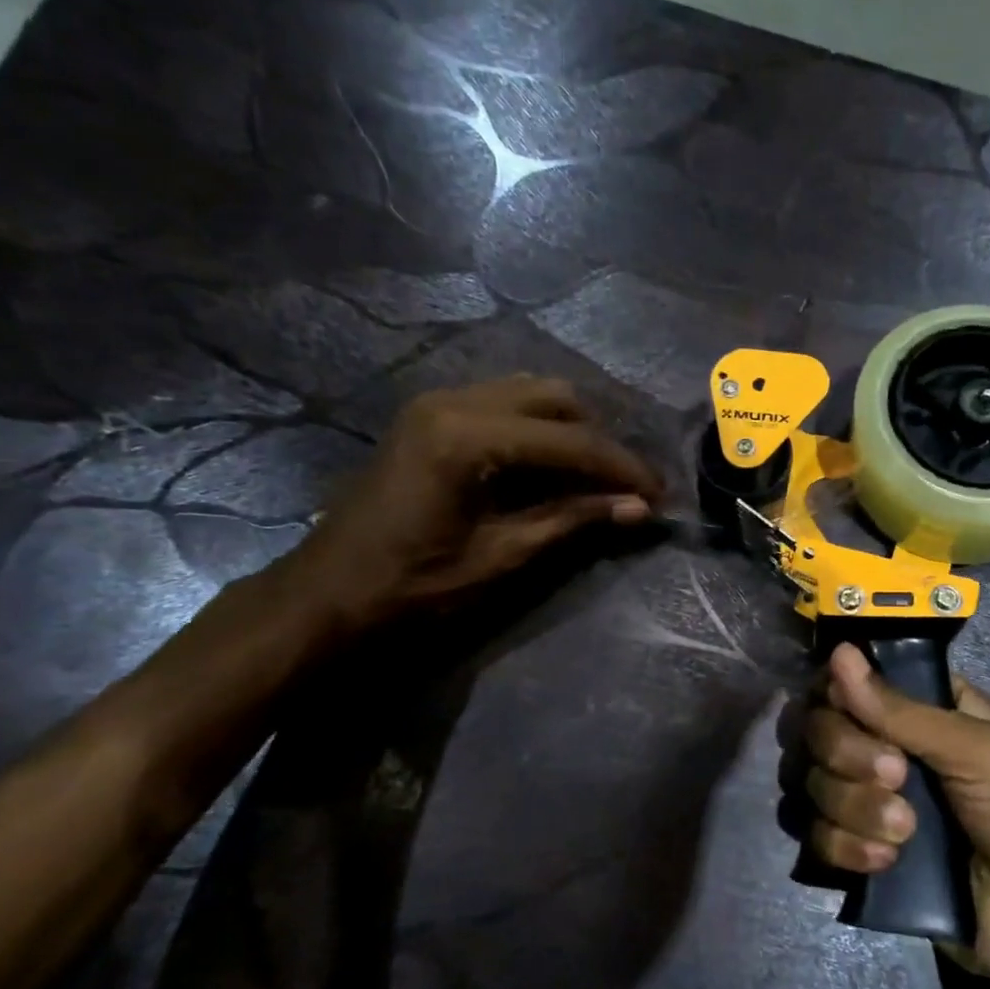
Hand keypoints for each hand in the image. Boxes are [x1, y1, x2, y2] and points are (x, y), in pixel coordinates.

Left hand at [287, 377, 662, 627]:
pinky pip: (504, 405)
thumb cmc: (414, 585)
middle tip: (627, 486)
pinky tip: (553, 466)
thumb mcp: (502, 556)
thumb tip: (639, 508)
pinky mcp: (430, 416)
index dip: (622, 468)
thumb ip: (572, 520)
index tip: (660, 493)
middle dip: (600, 441)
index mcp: (467, 436)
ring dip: (571, 431)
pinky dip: (539, 430)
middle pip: (555, 399)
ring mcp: (437, 402)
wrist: (329, 594)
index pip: (570, 441)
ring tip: (596, 477)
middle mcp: (453, 400)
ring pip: (530, 394)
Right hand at [798, 644, 989, 988]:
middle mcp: (895, 750)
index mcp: (930, 712)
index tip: (849, 708)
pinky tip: (886, 863)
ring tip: (905, 833)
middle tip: (898, 778)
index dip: (841, 693)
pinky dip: (846, 846)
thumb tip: (840, 652)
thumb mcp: (979, 751)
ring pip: (818, 783)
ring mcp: (877, 805)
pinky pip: (820, 837)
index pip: (856, 683)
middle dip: (851, 754)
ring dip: (854, 807)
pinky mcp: (866, 856)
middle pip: (825, 730)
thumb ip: (901, 710)